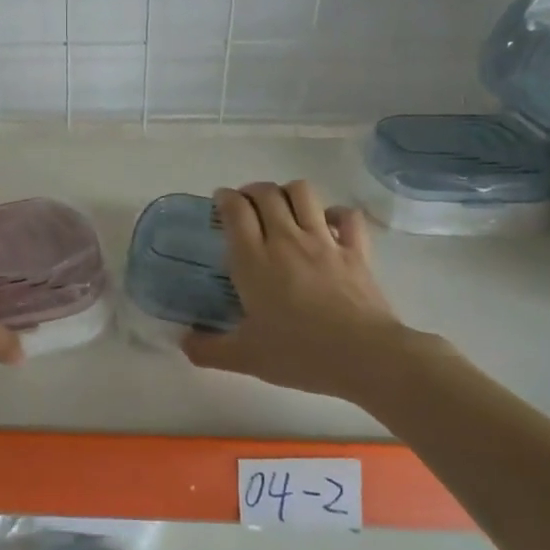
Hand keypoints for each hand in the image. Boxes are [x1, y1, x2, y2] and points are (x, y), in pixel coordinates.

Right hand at [183, 180, 422, 395]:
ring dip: (288, 193)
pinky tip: (327, 224)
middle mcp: (285, 240)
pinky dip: (335, 213)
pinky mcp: (356, 250)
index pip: (235, 210)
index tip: (220, 203)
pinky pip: (346, 215)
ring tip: (282, 207)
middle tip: (246, 206)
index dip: (224, 198)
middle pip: (266, 193)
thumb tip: (184, 342)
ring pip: (303, 193)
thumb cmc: (299, 354)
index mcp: (253, 260)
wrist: (365, 357)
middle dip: (252, 191)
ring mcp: (324, 241)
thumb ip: (208, 349)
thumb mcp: (245, 358)